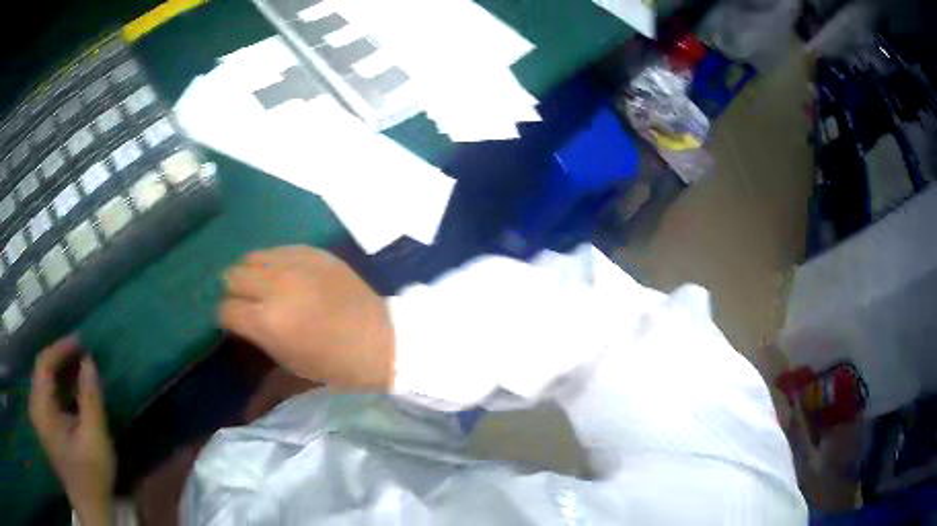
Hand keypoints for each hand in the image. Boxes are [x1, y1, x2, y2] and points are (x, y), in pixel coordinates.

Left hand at [29, 339, 114, 525]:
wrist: (90, 509)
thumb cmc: (91, 476)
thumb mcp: (95, 439)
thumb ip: (90, 399)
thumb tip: (89, 362)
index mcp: (41, 409)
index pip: (43, 364)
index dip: (60, 349)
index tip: (80, 343)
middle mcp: (35, 408)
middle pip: (42, 371)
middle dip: (60, 359)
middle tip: (81, 354)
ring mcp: (38, 418)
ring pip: (44, 382)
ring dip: (60, 373)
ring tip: (78, 368)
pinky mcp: (44, 427)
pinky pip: (47, 396)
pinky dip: (58, 388)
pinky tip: (72, 391)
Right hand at [219, 246, 393, 389]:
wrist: (383, 343)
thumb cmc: (338, 369)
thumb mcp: (294, 377)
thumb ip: (262, 379)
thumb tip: (246, 407)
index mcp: (267, 322)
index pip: (225, 309)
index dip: (227, 318)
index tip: (235, 325)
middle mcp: (275, 287)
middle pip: (233, 276)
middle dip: (235, 292)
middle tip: (248, 305)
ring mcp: (296, 265)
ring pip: (253, 256)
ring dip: (252, 273)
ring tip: (264, 287)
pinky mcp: (315, 253)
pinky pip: (280, 249)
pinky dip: (275, 261)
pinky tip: (285, 275)